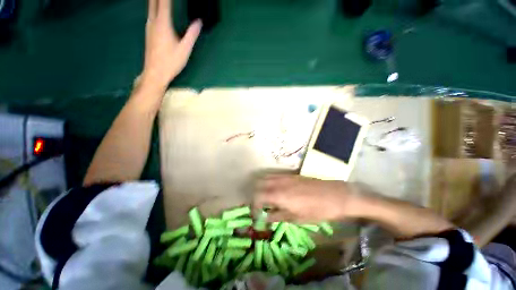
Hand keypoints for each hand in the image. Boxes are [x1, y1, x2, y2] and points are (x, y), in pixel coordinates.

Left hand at [141, 0, 201, 89]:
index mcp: (163, 23)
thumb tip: (199, 21)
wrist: (155, 73)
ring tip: (163, 1)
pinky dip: (154, 6)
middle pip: (153, 0)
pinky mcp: (148, 32)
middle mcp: (153, 21)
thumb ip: (192, 34)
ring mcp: (149, 26)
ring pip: (150, 5)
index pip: (164, 1)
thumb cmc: (171, 61)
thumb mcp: (185, 49)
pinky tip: (158, 8)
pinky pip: (151, 13)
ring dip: (156, 0)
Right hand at [253, 174, 360, 222]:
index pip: (258, 197)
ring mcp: (284, 176)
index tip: (257, 215)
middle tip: (260, 206)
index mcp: (278, 195)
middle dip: (256, 195)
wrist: (334, 195)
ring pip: (265, 178)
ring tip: (266, 198)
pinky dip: (269, 182)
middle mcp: (278, 183)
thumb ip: (278, 216)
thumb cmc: (316, 210)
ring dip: (262, 187)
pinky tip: (275, 190)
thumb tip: (266, 217)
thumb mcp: (296, 218)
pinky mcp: (290, 174)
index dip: (254, 206)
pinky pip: (274, 175)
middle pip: (258, 184)